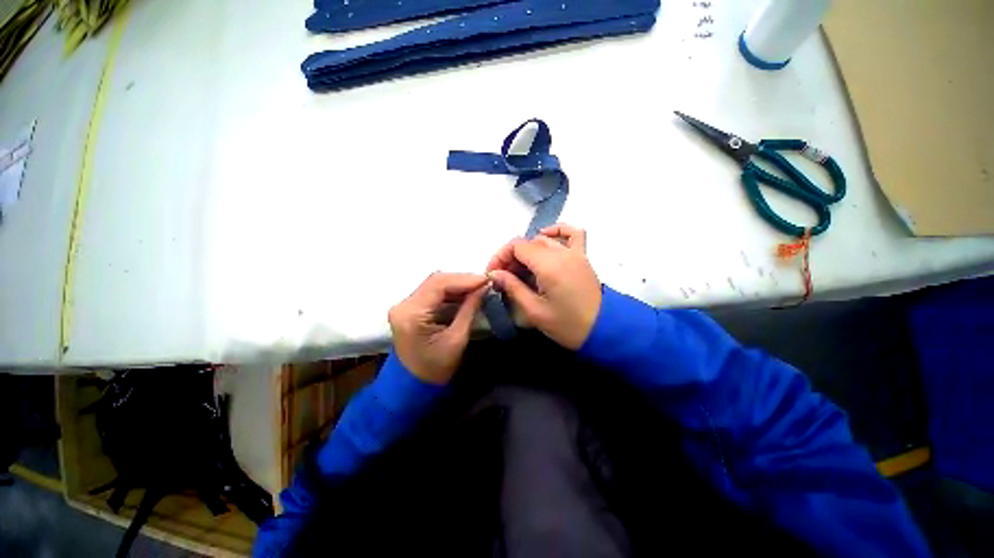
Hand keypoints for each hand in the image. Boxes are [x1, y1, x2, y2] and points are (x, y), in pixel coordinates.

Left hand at [388, 272, 489, 384]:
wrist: (414, 385)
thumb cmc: (436, 368)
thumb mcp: (457, 340)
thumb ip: (469, 310)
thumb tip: (483, 288)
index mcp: (412, 314)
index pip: (438, 284)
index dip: (464, 279)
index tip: (486, 280)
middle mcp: (403, 305)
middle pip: (434, 282)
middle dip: (461, 280)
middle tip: (484, 284)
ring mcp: (403, 306)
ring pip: (432, 285)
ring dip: (455, 285)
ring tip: (478, 288)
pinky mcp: (407, 309)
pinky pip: (429, 294)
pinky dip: (447, 293)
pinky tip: (464, 295)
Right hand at [486, 224, 600, 349]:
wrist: (603, 330)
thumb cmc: (567, 326)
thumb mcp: (535, 312)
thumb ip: (513, 288)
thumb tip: (495, 274)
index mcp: (549, 266)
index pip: (517, 246)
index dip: (500, 257)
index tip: (493, 275)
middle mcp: (562, 253)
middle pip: (529, 243)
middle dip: (512, 257)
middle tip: (504, 279)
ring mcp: (575, 253)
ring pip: (545, 240)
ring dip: (529, 250)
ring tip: (521, 271)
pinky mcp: (583, 258)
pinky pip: (572, 234)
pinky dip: (558, 231)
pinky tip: (545, 238)